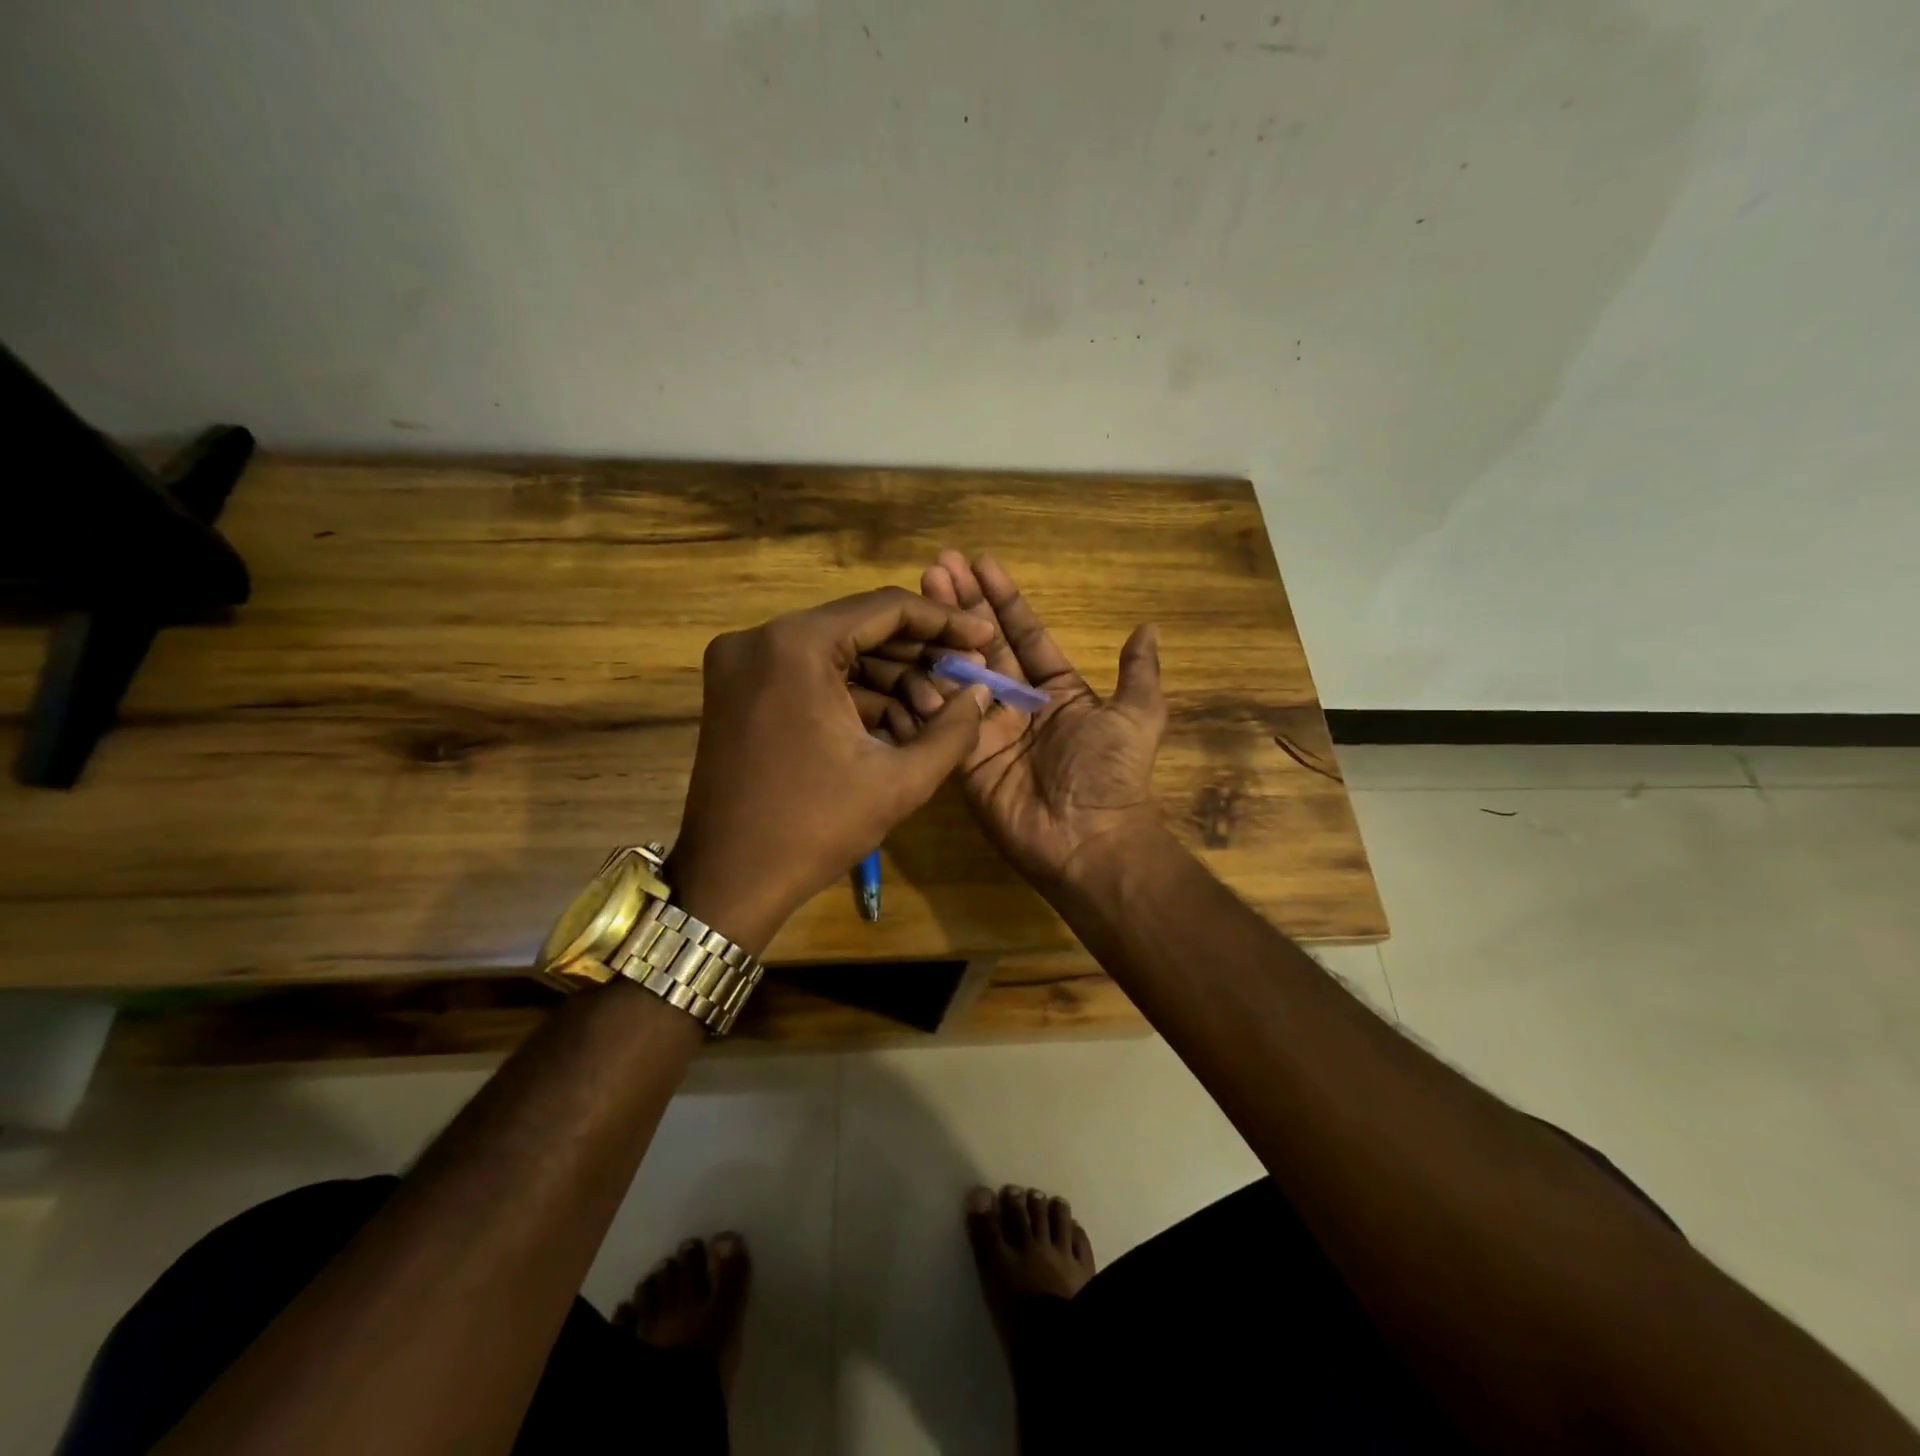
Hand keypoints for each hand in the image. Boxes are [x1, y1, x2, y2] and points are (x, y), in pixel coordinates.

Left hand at [669, 587, 996, 951]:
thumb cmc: (815, 828)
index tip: (983, 637)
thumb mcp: (899, 781)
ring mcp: (741, 663)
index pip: (886, 608)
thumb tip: (981, 691)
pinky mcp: (736, 689)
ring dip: (889, 680)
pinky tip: (896, 726)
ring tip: (936, 717)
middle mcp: (761, 637)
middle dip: (918, 658)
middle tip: (965, 681)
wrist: (729, 881)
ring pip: (836, 653)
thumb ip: (953, 730)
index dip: (944, 622)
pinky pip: (809, 676)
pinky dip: (853, 696)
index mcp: (797, 645)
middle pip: (859, 628)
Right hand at [858, 552, 1167, 887]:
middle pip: (985, 645)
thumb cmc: (1112, 773)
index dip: (1004, 599)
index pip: (1026, 634)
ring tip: (917, 593)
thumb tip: (1149, 628)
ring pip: (959, 673)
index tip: (981, 562)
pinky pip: (944, 717)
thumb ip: (1138, 673)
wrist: (1087, 840)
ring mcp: (988, 729)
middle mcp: (1019, 704)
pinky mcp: (964, 757)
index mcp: (1057, 690)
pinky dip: (927, 687)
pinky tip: (906, 649)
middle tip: (936, 565)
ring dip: (938, 635)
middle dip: (962, 605)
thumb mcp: (1138, 716)